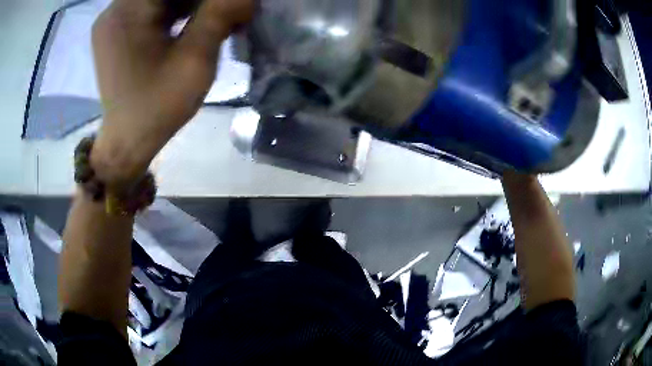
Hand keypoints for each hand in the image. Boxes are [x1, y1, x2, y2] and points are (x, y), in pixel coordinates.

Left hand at [90, 0, 252, 189]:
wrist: (126, 142)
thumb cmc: (156, 109)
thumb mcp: (195, 61)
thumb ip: (220, 15)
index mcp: (128, 11)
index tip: (228, 8)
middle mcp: (116, 8)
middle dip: (201, 0)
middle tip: (226, 12)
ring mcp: (114, 18)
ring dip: (192, 3)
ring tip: (214, 19)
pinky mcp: (118, 28)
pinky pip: (153, 6)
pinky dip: (177, 9)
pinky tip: (194, 23)